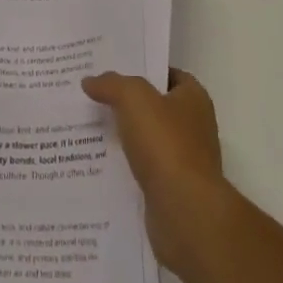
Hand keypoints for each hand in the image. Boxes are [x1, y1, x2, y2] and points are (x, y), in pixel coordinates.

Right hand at [84, 67, 235, 278]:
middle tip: (94, 97)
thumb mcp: (134, 99)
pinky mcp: (172, 191)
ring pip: (147, 140)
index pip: (169, 74)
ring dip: (124, 137)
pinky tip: (99, 163)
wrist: (184, 212)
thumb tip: (90, 81)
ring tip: (88, 128)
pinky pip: (143, 170)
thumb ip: (112, 84)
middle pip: (156, 107)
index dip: (143, 69)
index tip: (113, 71)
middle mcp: (194, 127)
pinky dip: (125, 166)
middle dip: (128, 104)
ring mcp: (184, 161)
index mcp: (194, 99)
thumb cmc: (166, 144)